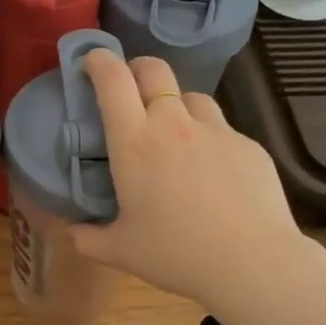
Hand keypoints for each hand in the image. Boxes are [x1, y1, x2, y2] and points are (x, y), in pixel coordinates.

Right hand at [69, 50, 307, 308]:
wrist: (252, 263)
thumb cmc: (177, 255)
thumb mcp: (121, 251)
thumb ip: (88, 238)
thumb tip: (73, 231)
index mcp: (135, 143)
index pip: (112, 80)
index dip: (99, 61)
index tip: (91, 62)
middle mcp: (173, 124)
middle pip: (154, 70)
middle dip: (137, 69)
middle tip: (130, 88)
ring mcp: (216, 131)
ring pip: (192, 97)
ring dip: (176, 105)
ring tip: (175, 134)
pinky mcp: (248, 145)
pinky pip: (221, 130)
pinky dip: (208, 139)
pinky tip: (212, 173)